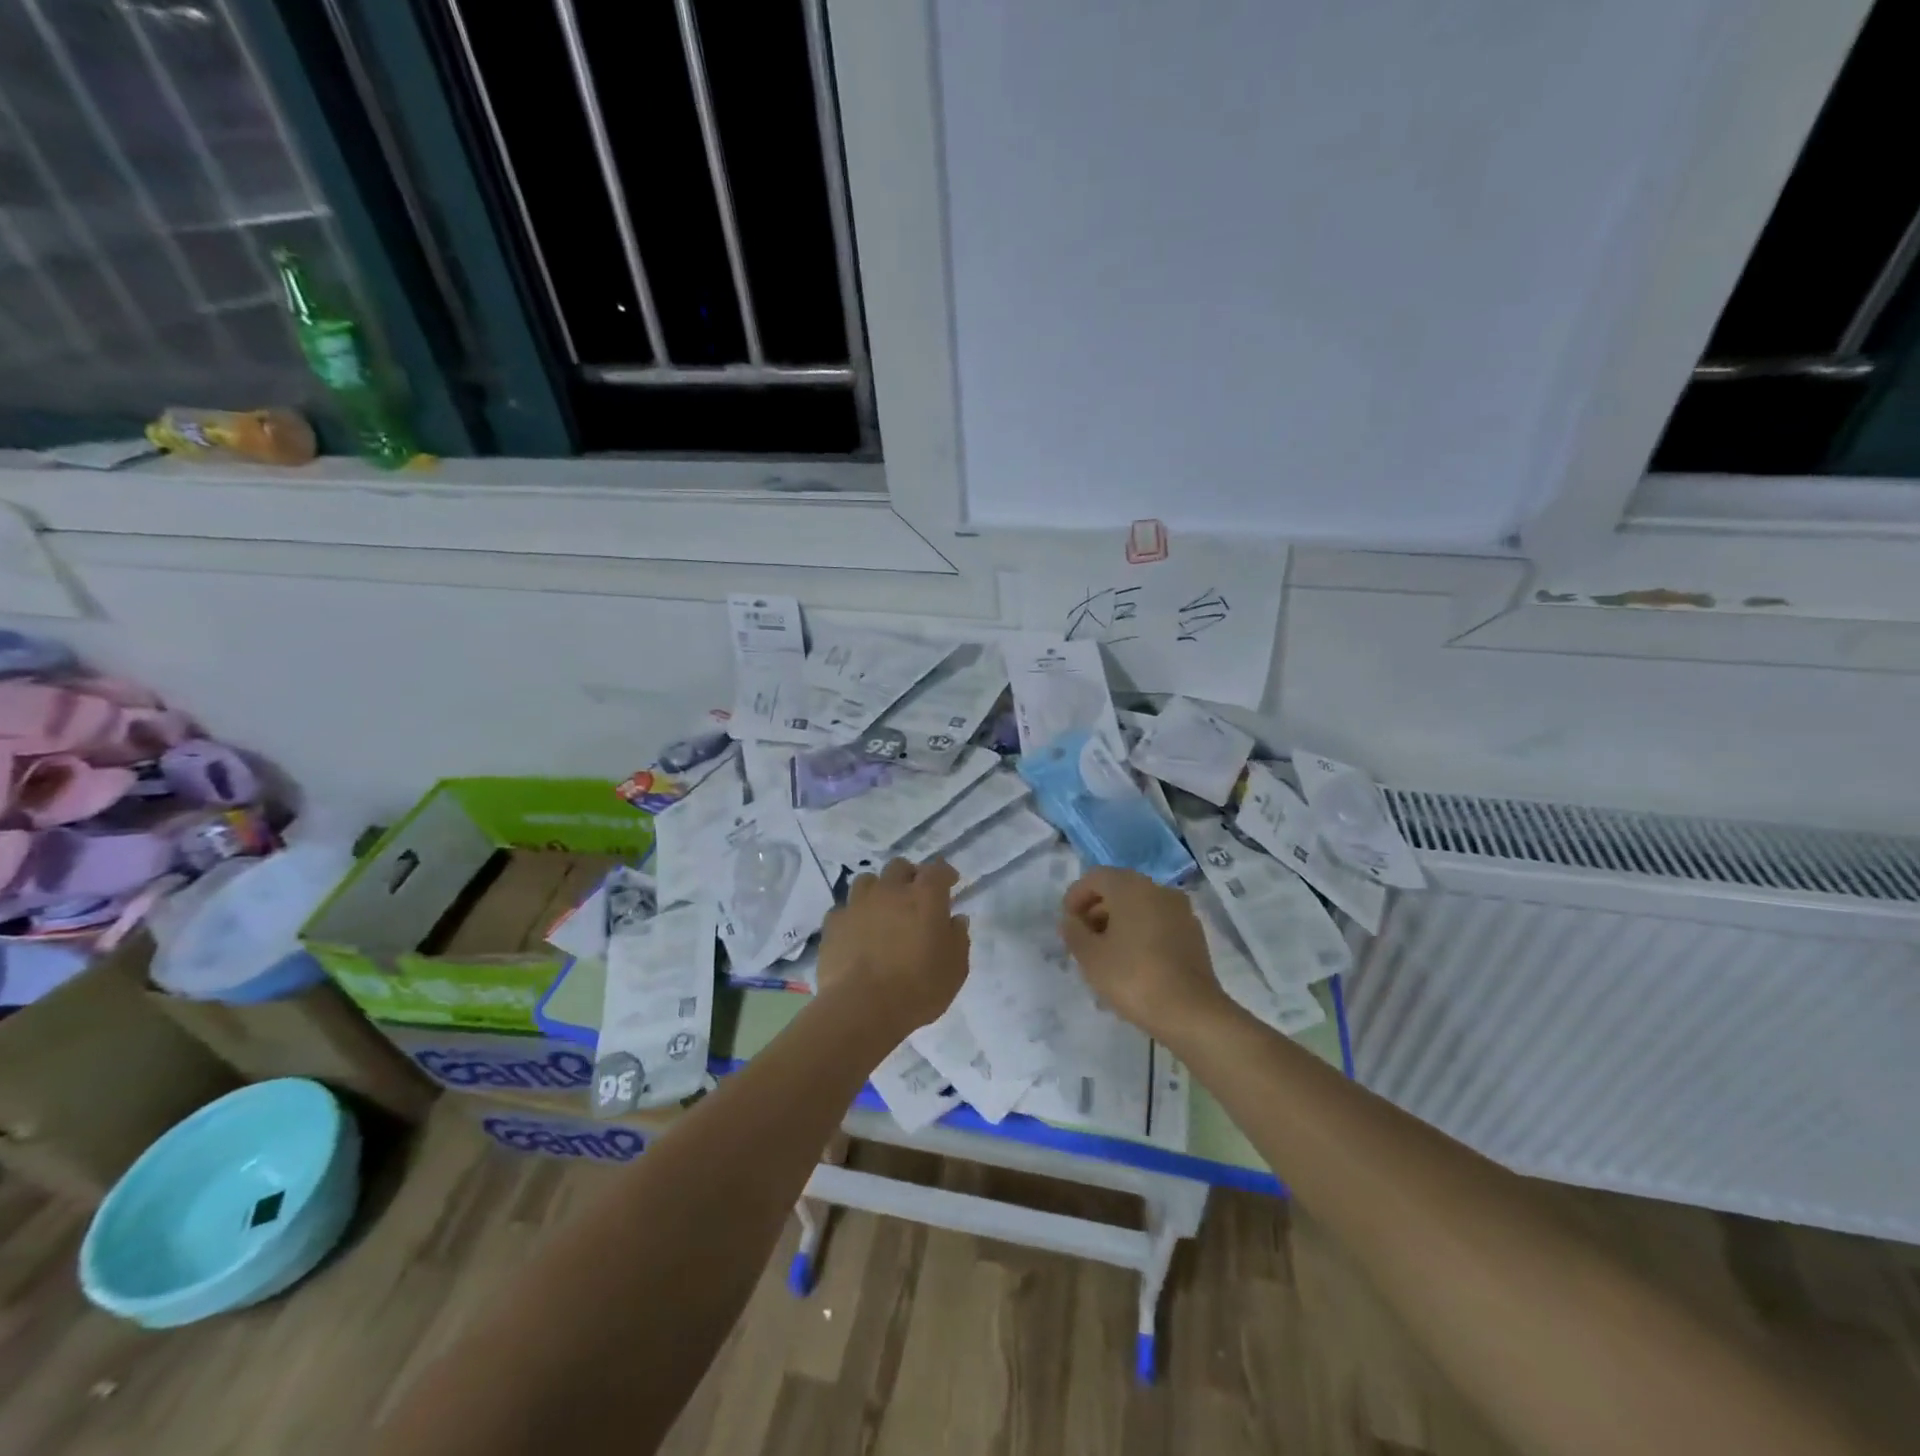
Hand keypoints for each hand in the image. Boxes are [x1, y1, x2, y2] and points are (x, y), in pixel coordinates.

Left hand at [817, 858, 969, 1035]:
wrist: (861, 1009)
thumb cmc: (917, 989)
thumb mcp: (955, 970)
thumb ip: (958, 939)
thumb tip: (955, 919)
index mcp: (924, 897)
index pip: (938, 870)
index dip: (945, 873)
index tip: (950, 883)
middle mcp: (890, 891)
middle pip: (899, 867)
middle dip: (909, 876)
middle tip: (915, 895)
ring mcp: (858, 904)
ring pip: (867, 881)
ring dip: (878, 890)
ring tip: (882, 909)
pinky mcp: (833, 923)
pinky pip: (844, 909)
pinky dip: (853, 916)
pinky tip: (856, 932)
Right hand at [1059, 867, 1231, 1043]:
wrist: (1191, 1012)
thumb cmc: (1133, 977)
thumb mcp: (1090, 956)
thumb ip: (1074, 932)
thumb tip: (1072, 920)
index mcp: (1131, 887)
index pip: (1095, 878)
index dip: (1075, 897)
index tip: (1067, 923)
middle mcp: (1158, 889)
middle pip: (1119, 889)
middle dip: (1096, 910)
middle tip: (1083, 939)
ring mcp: (1180, 911)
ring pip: (1140, 906)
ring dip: (1118, 922)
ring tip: (1105, 954)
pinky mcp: (1193, 934)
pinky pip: (1158, 922)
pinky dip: (1140, 933)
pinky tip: (1132, 962)